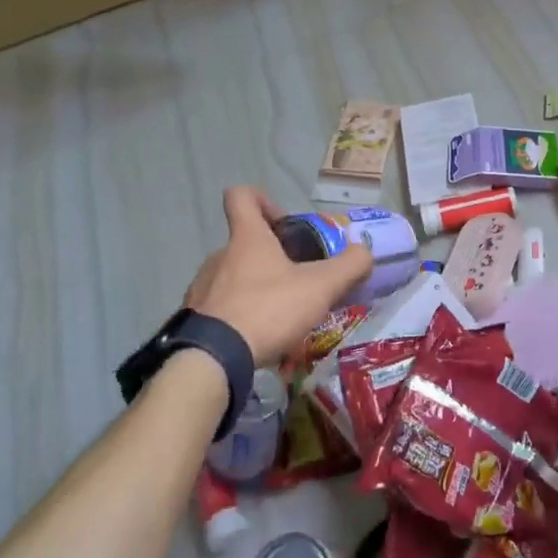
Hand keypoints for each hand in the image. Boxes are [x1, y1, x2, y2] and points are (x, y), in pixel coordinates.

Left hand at [184, 187, 373, 366]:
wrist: (212, 360)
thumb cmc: (268, 310)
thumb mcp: (320, 287)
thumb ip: (349, 266)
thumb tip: (364, 253)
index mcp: (247, 238)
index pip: (241, 196)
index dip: (263, 199)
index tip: (284, 222)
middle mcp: (219, 256)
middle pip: (243, 241)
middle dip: (271, 256)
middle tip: (296, 279)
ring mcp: (202, 287)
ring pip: (231, 275)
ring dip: (254, 287)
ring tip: (278, 315)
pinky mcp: (193, 319)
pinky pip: (219, 307)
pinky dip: (238, 316)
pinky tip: (255, 337)